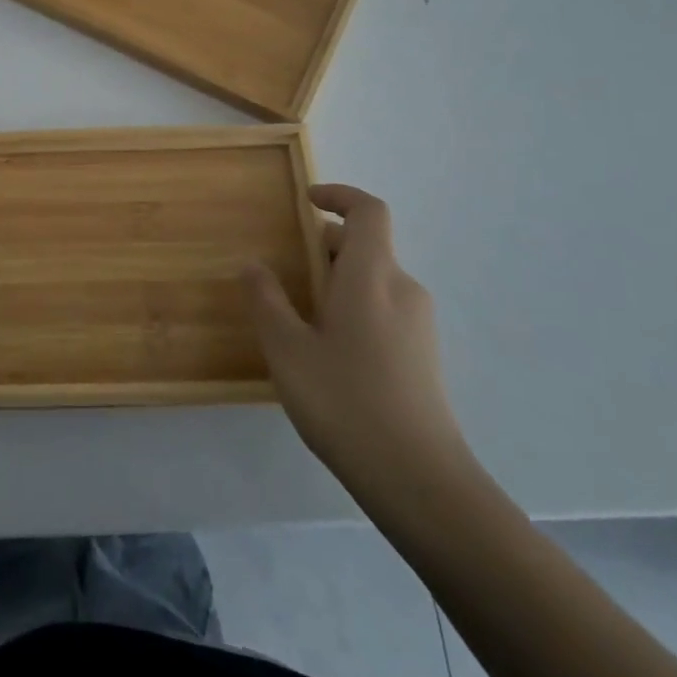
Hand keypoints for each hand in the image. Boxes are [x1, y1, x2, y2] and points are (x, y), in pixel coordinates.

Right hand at [246, 185, 471, 495]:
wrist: (419, 480)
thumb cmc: (345, 401)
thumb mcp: (287, 348)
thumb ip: (266, 299)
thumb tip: (253, 264)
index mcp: (371, 276)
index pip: (368, 211)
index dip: (339, 196)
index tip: (306, 201)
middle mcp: (402, 289)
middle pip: (367, 246)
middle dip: (323, 247)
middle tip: (285, 273)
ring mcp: (419, 324)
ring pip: (373, 280)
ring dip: (336, 281)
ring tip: (299, 319)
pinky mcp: (423, 354)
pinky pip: (384, 309)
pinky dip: (353, 307)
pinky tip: (328, 352)